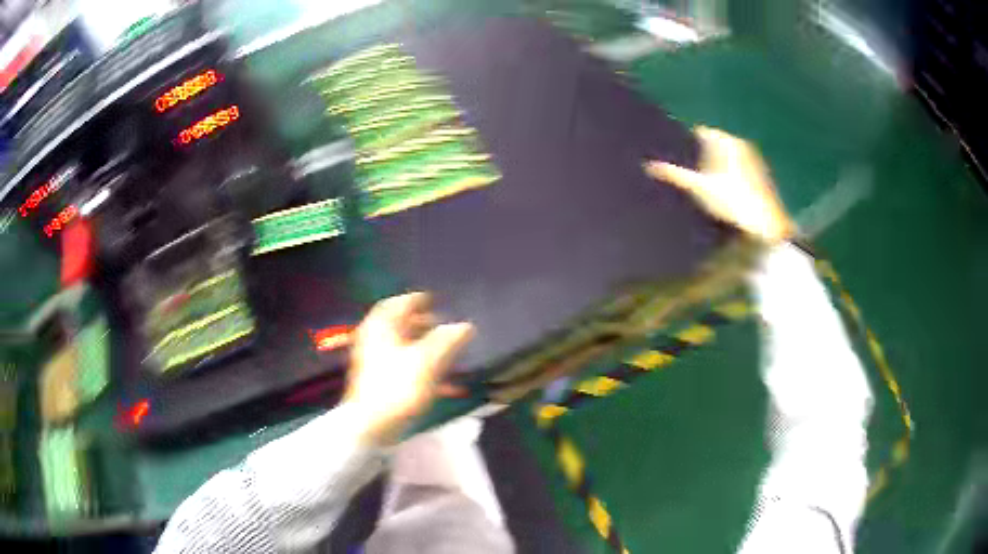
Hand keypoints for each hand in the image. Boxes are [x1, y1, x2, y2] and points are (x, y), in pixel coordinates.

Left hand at [345, 292, 474, 444]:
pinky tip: (440, 381)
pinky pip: (401, 366)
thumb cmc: (399, 386)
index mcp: (382, 327)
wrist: (372, 425)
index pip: (398, 304)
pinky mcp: (377, 382)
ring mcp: (373, 361)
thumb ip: (448, 339)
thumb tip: (465, 326)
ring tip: (445, 352)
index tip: (434, 300)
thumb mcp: (429, 360)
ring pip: (401, 346)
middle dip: (421, 324)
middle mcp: (374, 339)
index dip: (417, 300)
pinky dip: (420, 366)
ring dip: (423, 346)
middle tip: (441, 325)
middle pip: (398, 325)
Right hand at [645, 126, 795, 243]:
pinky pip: (739, 167)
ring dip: (716, 166)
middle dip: (702, 155)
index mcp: (725, 140)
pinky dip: (730, 175)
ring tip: (705, 185)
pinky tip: (725, 193)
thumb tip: (648, 166)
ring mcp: (754, 158)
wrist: (767, 225)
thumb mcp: (699, 189)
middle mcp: (741, 143)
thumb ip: (675, 175)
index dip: (687, 144)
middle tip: (689, 174)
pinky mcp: (761, 174)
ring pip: (727, 156)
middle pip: (714, 144)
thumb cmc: (732, 202)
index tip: (677, 158)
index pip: (700, 133)